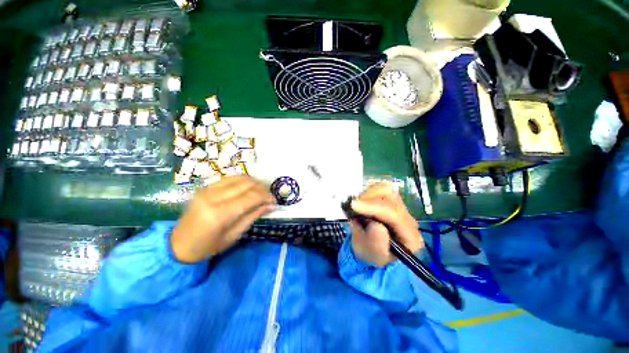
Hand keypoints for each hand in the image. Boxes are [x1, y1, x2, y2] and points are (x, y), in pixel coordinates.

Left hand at [170, 176, 275, 262]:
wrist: (178, 245)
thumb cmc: (208, 247)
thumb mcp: (234, 236)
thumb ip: (252, 216)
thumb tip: (270, 205)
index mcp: (219, 214)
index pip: (250, 197)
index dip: (266, 196)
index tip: (274, 201)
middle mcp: (213, 197)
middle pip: (246, 184)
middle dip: (262, 188)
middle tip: (268, 196)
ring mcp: (207, 190)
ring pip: (239, 177)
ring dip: (253, 182)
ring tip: (259, 192)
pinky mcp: (205, 187)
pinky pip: (229, 178)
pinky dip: (242, 181)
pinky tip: (247, 188)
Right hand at [349, 183, 422, 266]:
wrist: (370, 248)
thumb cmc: (371, 253)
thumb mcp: (371, 255)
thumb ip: (375, 244)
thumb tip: (375, 225)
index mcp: (410, 237)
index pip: (395, 214)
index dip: (374, 207)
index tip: (354, 206)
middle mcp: (408, 218)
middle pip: (391, 197)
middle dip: (369, 199)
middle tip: (353, 207)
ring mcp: (400, 207)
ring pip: (386, 189)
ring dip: (368, 195)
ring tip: (358, 206)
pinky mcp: (392, 199)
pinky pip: (380, 187)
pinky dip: (368, 192)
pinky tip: (362, 203)